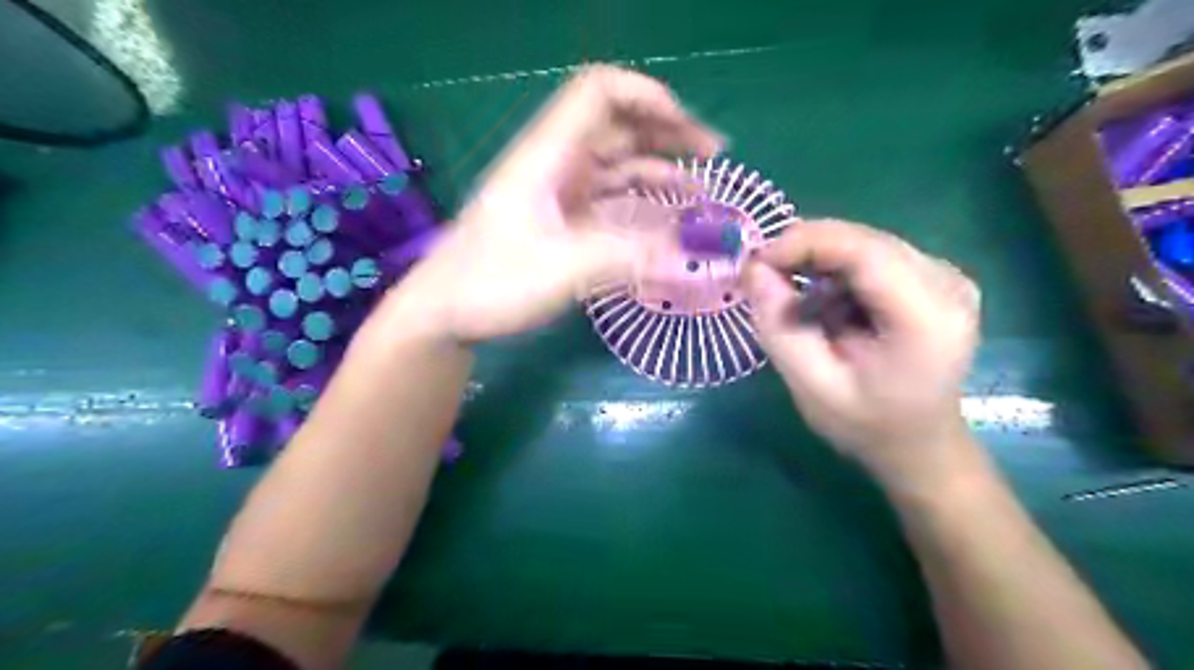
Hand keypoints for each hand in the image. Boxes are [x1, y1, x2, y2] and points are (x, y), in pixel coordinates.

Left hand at [385, 62, 715, 342]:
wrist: (445, 311)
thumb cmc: (492, 283)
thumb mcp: (562, 270)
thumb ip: (628, 256)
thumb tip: (690, 253)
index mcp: (549, 154)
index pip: (599, 92)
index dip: (647, 97)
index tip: (686, 127)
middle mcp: (557, 163)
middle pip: (618, 125)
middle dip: (668, 132)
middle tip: (713, 155)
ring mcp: (560, 191)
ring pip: (618, 163)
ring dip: (660, 168)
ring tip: (702, 190)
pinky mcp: (562, 219)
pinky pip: (610, 198)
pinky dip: (642, 202)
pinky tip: (667, 220)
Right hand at [745, 220, 983, 485]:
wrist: (921, 445)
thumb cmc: (867, 425)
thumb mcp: (811, 387)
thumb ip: (779, 327)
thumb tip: (753, 269)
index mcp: (926, 318)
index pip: (865, 251)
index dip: (805, 243)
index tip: (757, 262)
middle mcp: (947, 285)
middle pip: (864, 240)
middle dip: (805, 249)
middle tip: (761, 276)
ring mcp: (946, 277)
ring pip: (865, 243)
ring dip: (818, 259)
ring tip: (789, 294)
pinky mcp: (935, 278)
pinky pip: (874, 255)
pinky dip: (836, 268)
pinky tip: (822, 300)